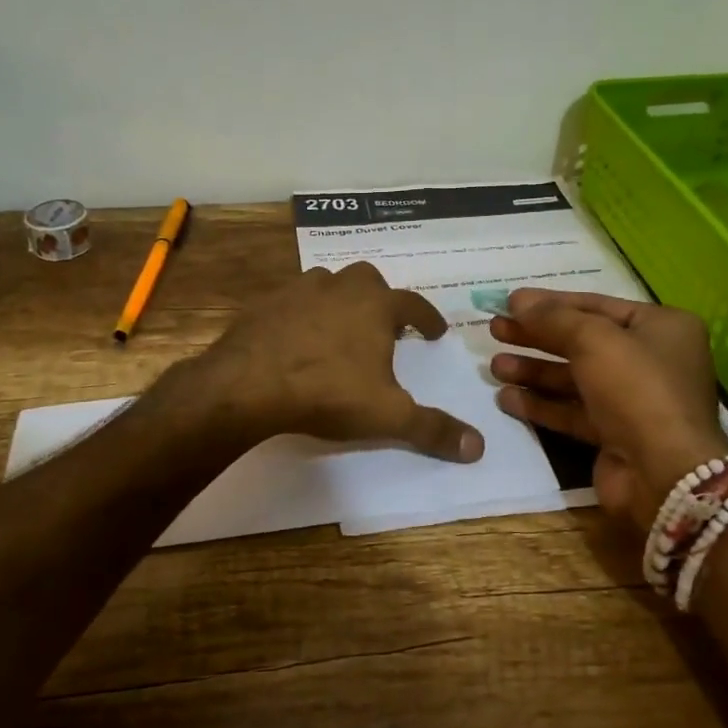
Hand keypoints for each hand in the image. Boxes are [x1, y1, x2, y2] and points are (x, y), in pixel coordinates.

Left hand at [189, 261, 484, 462]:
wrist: (248, 385)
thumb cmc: (328, 393)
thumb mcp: (388, 416)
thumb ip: (433, 429)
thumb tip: (479, 447)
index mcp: (375, 306)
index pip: (413, 304)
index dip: (427, 318)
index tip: (434, 332)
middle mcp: (339, 287)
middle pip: (368, 280)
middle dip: (380, 300)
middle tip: (384, 326)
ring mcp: (298, 290)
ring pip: (328, 283)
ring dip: (339, 300)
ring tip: (340, 329)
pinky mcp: (264, 303)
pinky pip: (291, 300)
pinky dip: (301, 313)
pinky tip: (297, 338)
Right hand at [488, 289, 727, 531]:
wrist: (663, 473)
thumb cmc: (636, 388)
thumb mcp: (593, 339)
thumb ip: (552, 317)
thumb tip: (517, 300)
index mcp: (662, 327)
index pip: (596, 305)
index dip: (551, 303)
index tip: (510, 301)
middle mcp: (651, 360)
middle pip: (582, 341)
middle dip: (536, 337)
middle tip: (495, 330)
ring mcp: (633, 400)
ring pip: (574, 378)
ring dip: (534, 371)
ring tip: (494, 367)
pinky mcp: (615, 434)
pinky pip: (572, 411)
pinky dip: (541, 404)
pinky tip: (506, 398)